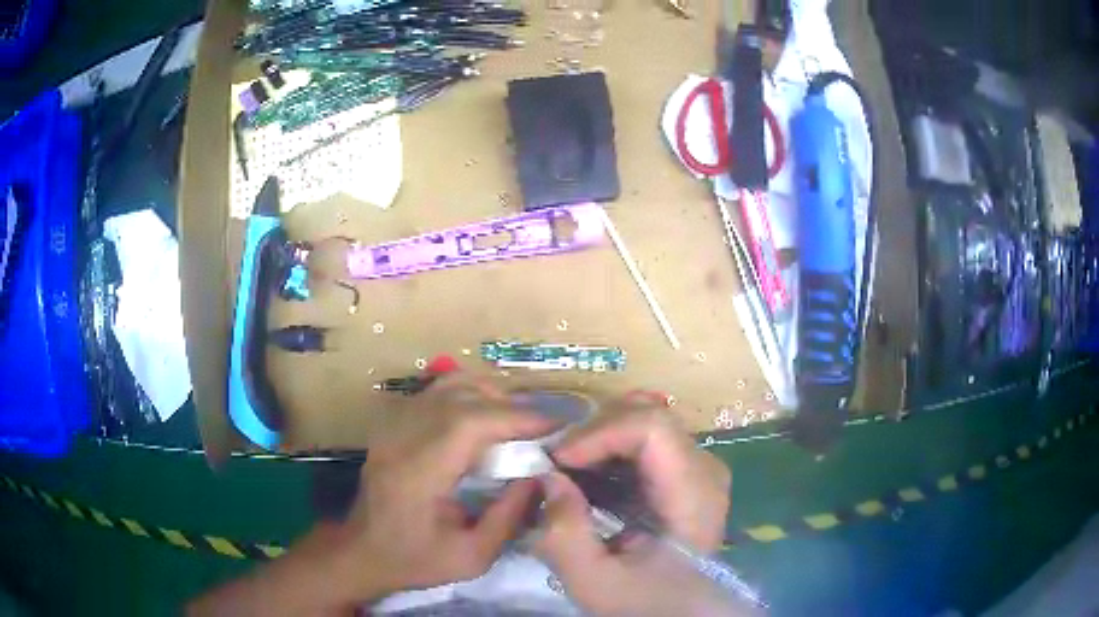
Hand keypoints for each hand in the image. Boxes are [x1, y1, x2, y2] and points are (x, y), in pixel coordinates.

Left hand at [343, 376, 555, 596]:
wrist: (363, 551)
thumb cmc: (416, 559)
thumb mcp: (472, 557)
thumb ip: (509, 516)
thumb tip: (540, 477)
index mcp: (419, 472)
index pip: (470, 423)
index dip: (516, 417)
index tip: (554, 426)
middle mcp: (403, 438)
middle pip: (462, 396)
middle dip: (509, 405)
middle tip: (541, 427)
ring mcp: (394, 425)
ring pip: (447, 385)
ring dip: (488, 395)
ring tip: (515, 419)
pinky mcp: (392, 423)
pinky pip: (435, 392)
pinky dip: (467, 395)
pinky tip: (482, 416)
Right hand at [534, 399, 742, 616]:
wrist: (678, 612)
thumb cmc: (643, 601)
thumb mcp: (594, 582)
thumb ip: (565, 534)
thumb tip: (548, 477)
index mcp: (694, 495)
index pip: (653, 427)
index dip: (600, 432)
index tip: (558, 460)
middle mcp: (704, 468)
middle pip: (648, 415)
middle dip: (592, 431)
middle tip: (554, 462)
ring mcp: (697, 466)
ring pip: (644, 420)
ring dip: (598, 437)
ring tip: (565, 467)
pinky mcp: (683, 472)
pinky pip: (644, 439)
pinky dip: (608, 447)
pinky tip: (585, 473)